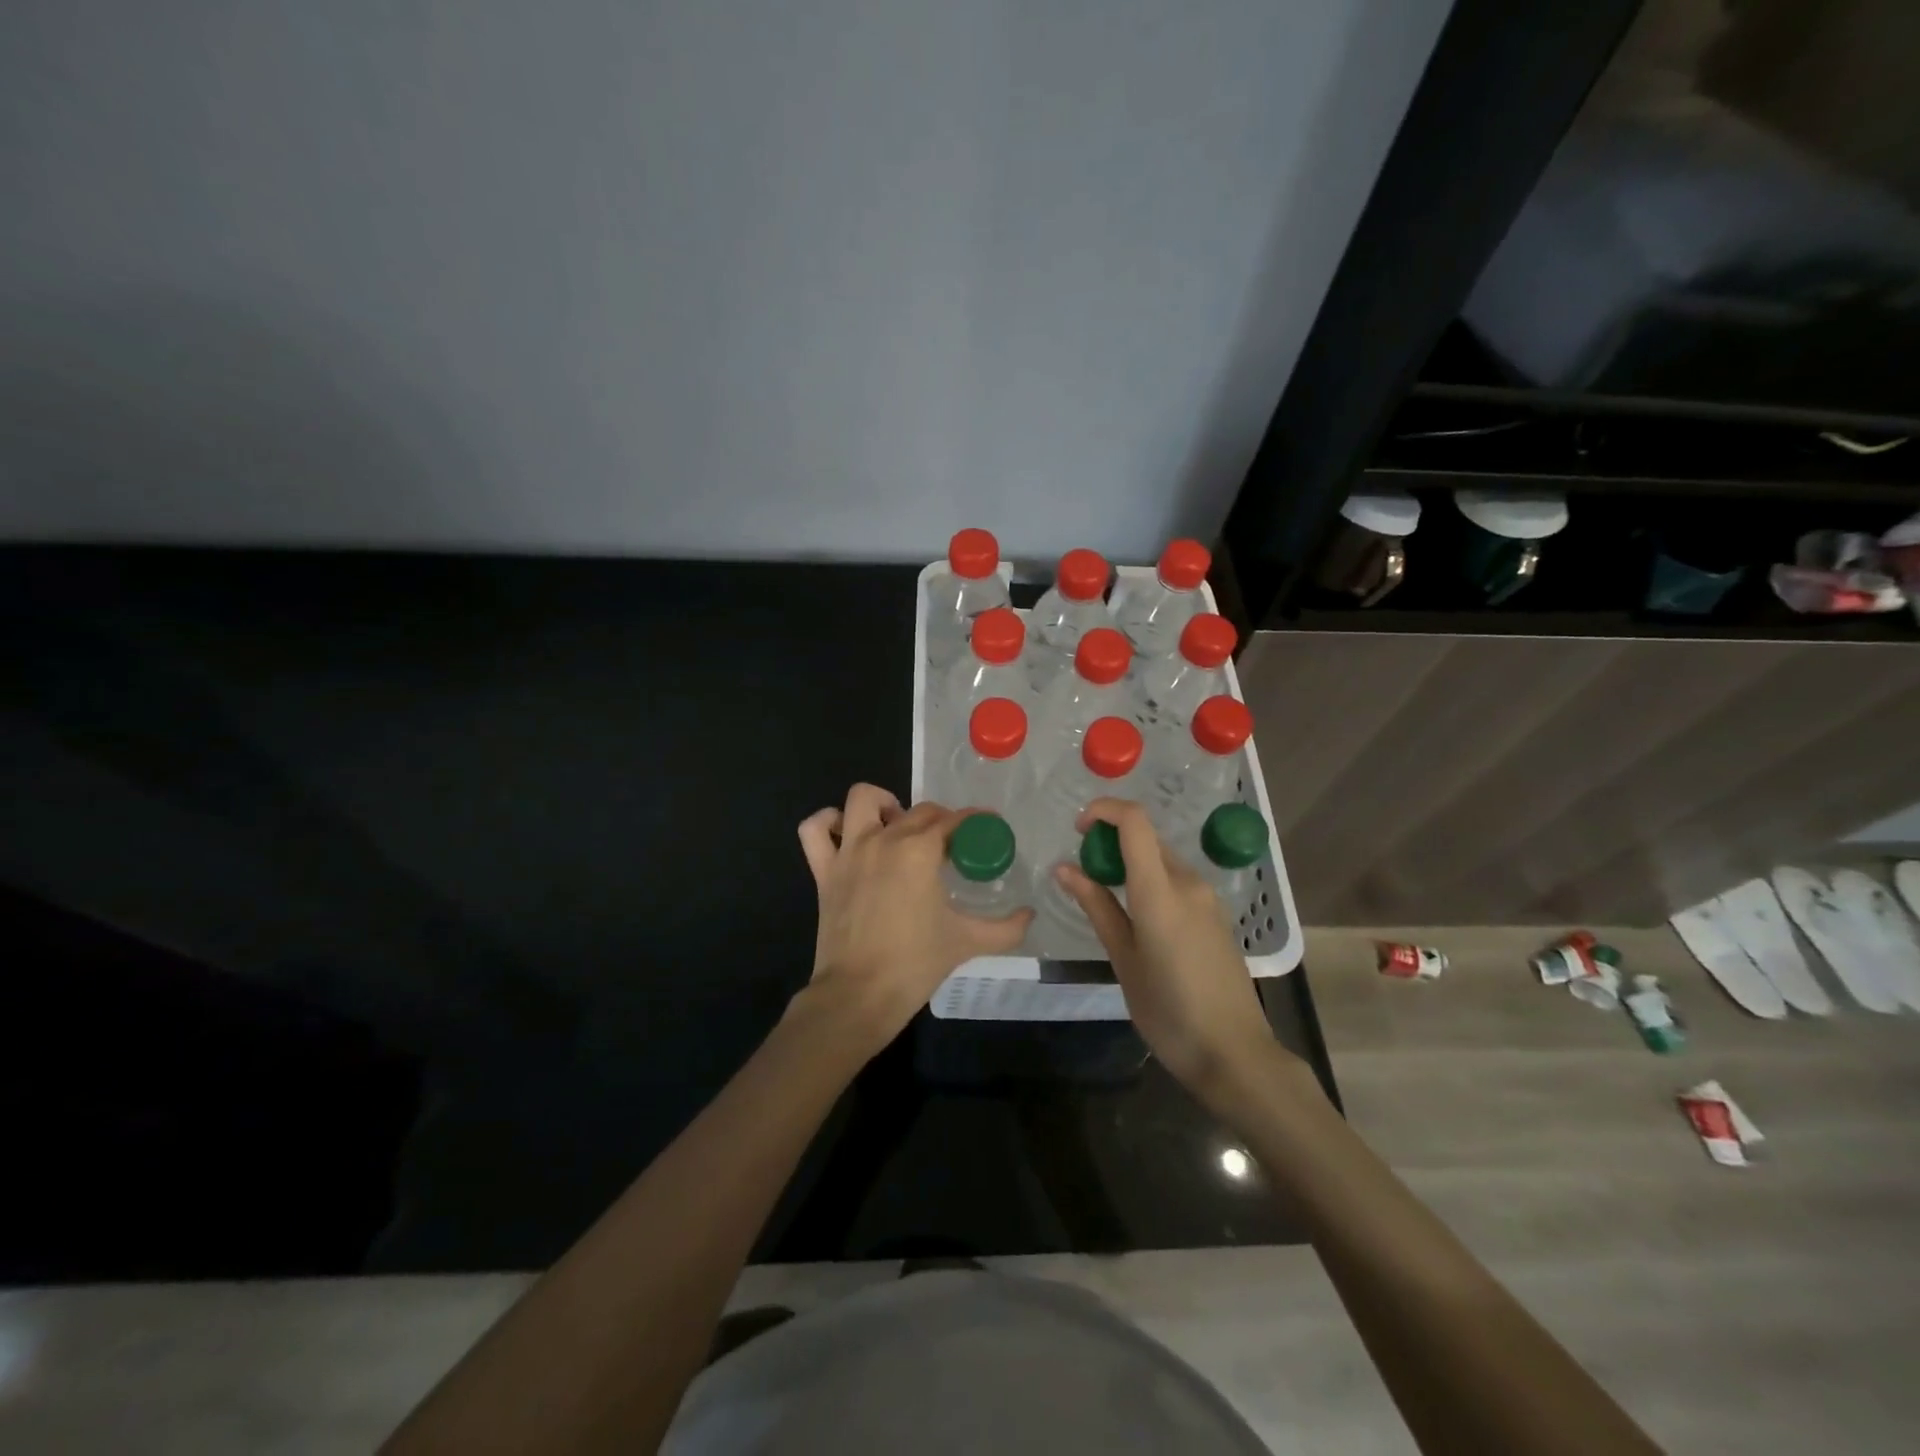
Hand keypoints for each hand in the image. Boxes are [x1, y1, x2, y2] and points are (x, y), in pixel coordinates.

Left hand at [796, 784, 1032, 1054]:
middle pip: (918, 810)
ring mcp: (849, 851)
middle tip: (952, 845)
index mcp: (919, 851)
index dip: (975, 820)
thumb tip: (1029, 916)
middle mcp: (883, 839)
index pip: (953, 820)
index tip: (988, 826)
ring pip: (862, 800)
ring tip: (898, 827)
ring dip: (883, 804)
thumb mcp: (968, 942)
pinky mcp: (823, 870)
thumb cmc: (915, 964)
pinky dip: (828, 822)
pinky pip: (815, 830)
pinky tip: (847, 834)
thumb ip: (1006, 928)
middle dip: (940, 820)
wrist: (859, 995)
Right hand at [1055, 798, 1284, 1099]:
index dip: (1104, 810)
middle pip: (1147, 838)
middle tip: (1084, 874)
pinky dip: (1151, 881)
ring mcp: (1207, 898)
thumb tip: (1064, 869)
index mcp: (1160, 892)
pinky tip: (1138, 919)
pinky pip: (1177, 881)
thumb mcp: (1124, 960)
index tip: (1078, 830)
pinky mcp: (1216, 915)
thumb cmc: (1169, 1012)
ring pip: (1162, 859)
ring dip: (1131, 863)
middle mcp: (1188, 883)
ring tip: (1106, 900)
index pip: (1135, 822)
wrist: (1235, 1054)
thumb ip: (1097, 907)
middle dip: (1111, 840)